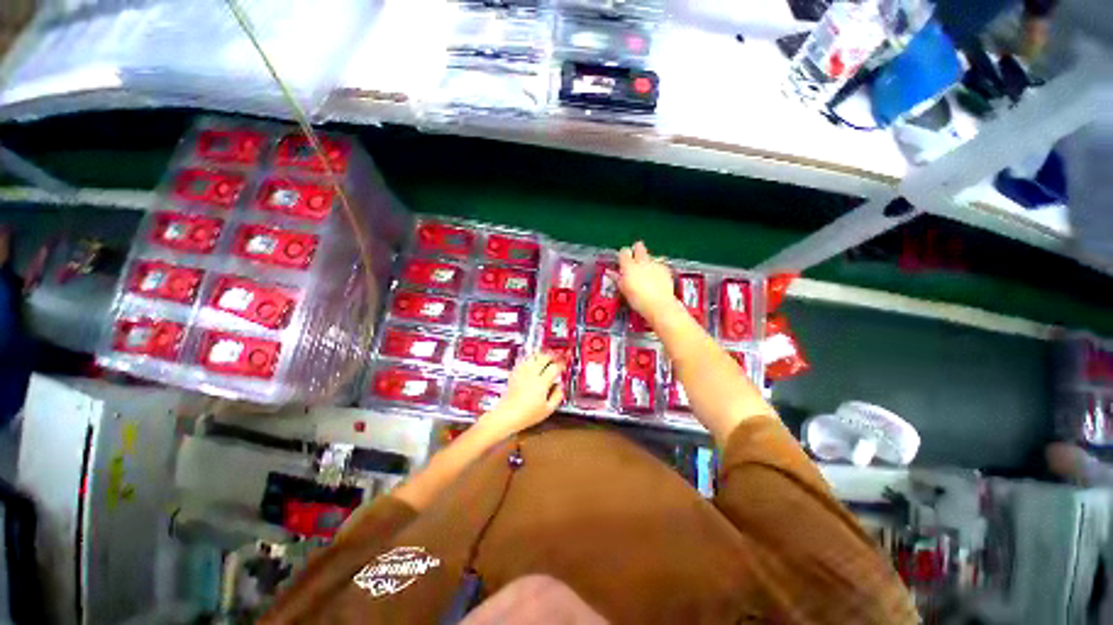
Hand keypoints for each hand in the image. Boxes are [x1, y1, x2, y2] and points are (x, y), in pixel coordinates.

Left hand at [479, 352, 564, 437]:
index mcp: (542, 383)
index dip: (561, 365)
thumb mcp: (548, 410)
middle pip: (543, 358)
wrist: (508, 415)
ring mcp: (522, 373)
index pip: (554, 368)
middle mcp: (532, 375)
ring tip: (544, 358)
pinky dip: (528, 359)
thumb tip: (560, 387)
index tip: (563, 366)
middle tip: (555, 359)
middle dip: (551, 357)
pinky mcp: (514, 374)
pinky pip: (522, 362)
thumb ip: (557, 397)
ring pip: (532, 357)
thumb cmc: (527, 415)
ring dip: (539, 356)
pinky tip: (531, 362)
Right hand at [618, 241, 676, 322]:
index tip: (623, 262)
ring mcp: (655, 264)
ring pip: (649, 256)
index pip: (624, 251)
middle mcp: (642, 261)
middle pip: (639, 246)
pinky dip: (657, 269)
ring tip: (647, 274)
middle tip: (635, 260)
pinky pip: (659, 264)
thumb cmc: (637, 300)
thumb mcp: (624, 290)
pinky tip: (657, 279)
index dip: (623, 255)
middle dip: (637, 250)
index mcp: (629, 266)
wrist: (659, 304)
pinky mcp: (665, 269)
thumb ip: (617, 279)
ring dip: (647, 261)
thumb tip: (610, 272)